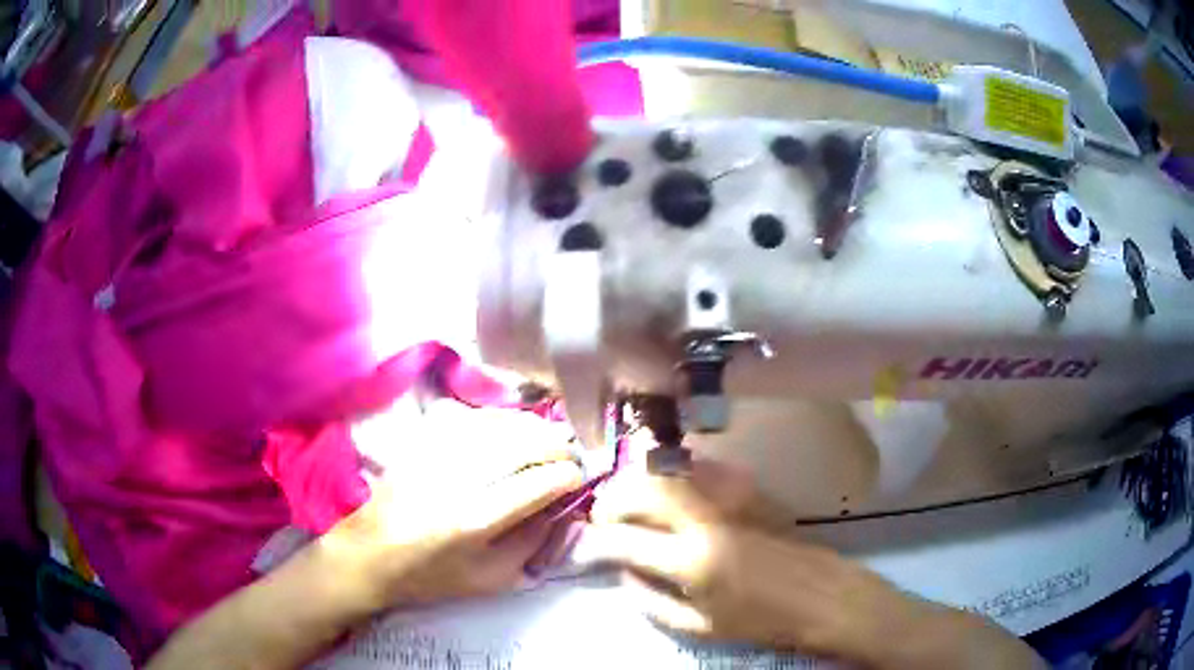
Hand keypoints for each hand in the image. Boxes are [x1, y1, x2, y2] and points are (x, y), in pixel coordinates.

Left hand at [146, 401, 583, 669]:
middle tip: (573, 453)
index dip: (568, 476)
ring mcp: (435, 457)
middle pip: (522, 445)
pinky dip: (499, 422)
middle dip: (556, 445)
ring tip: (550, 439)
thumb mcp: (489, 581)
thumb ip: (531, 545)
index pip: (538, 484)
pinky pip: (470, 421)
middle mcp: (457, 480)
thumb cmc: (429, 578)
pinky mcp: (420, 445)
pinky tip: (511, 430)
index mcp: (475, 521)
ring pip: (498, 426)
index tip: (581, 478)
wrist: (367, 557)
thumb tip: (562, 511)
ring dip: (531, 429)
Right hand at [582, 460, 1042, 668]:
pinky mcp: (751, 492)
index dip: (597, 540)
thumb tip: (624, 574)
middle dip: (612, 498)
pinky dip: (677, 474)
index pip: (625, 540)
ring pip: (672, 472)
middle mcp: (706, 521)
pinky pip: (704, 472)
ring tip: (628, 497)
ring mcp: (731, 500)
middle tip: (602, 513)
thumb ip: (654, 601)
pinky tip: (670, 486)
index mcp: (691, 561)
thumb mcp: (701, 627)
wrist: (826, 597)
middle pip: (643, 490)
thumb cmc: (764, 621)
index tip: (586, 541)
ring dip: (641, 480)